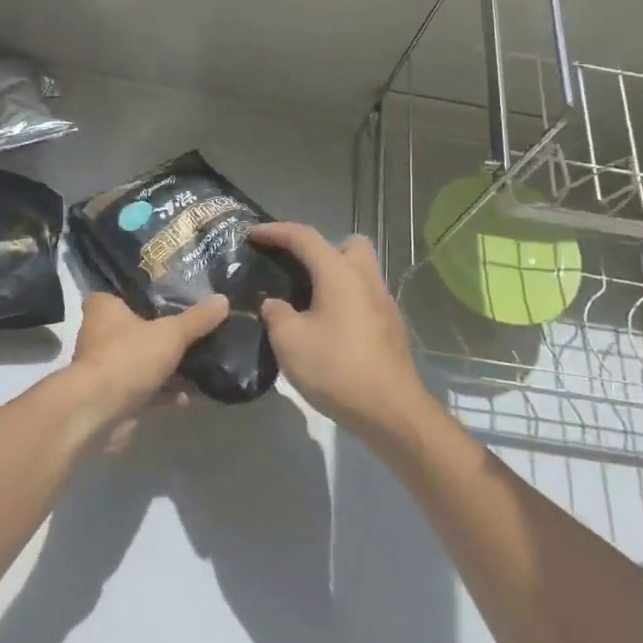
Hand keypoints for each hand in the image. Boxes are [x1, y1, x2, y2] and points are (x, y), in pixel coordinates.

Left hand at [60, 291, 229, 436]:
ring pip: (141, 362)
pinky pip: (144, 390)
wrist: (98, 412)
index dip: (145, 298)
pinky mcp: (112, 397)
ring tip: (200, 366)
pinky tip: (191, 396)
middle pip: (136, 330)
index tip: (172, 302)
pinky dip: (164, 393)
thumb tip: (223, 300)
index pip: (123, 294)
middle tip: (194, 334)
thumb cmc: (128, 357)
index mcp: (104, 309)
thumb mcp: (171, 333)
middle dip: (162, 336)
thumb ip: (197, 319)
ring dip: (166, 368)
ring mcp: (104, 368)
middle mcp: (98, 335)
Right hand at [249, 224, 434, 442]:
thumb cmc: (336, 368)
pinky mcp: (390, 327)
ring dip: (334, 276)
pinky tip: (327, 328)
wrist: (390, 411)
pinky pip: (364, 297)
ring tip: (307, 301)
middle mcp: (365, 279)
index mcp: (339, 273)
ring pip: (359, 271)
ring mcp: (383, 303)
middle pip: (347, 245)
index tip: (251, 234)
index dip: (275, 232)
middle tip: (297, 269)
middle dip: (321, 249)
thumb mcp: (289, 341)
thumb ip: (276, 313)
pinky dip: (344, 301)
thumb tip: (274, 303)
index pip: (304, 237)